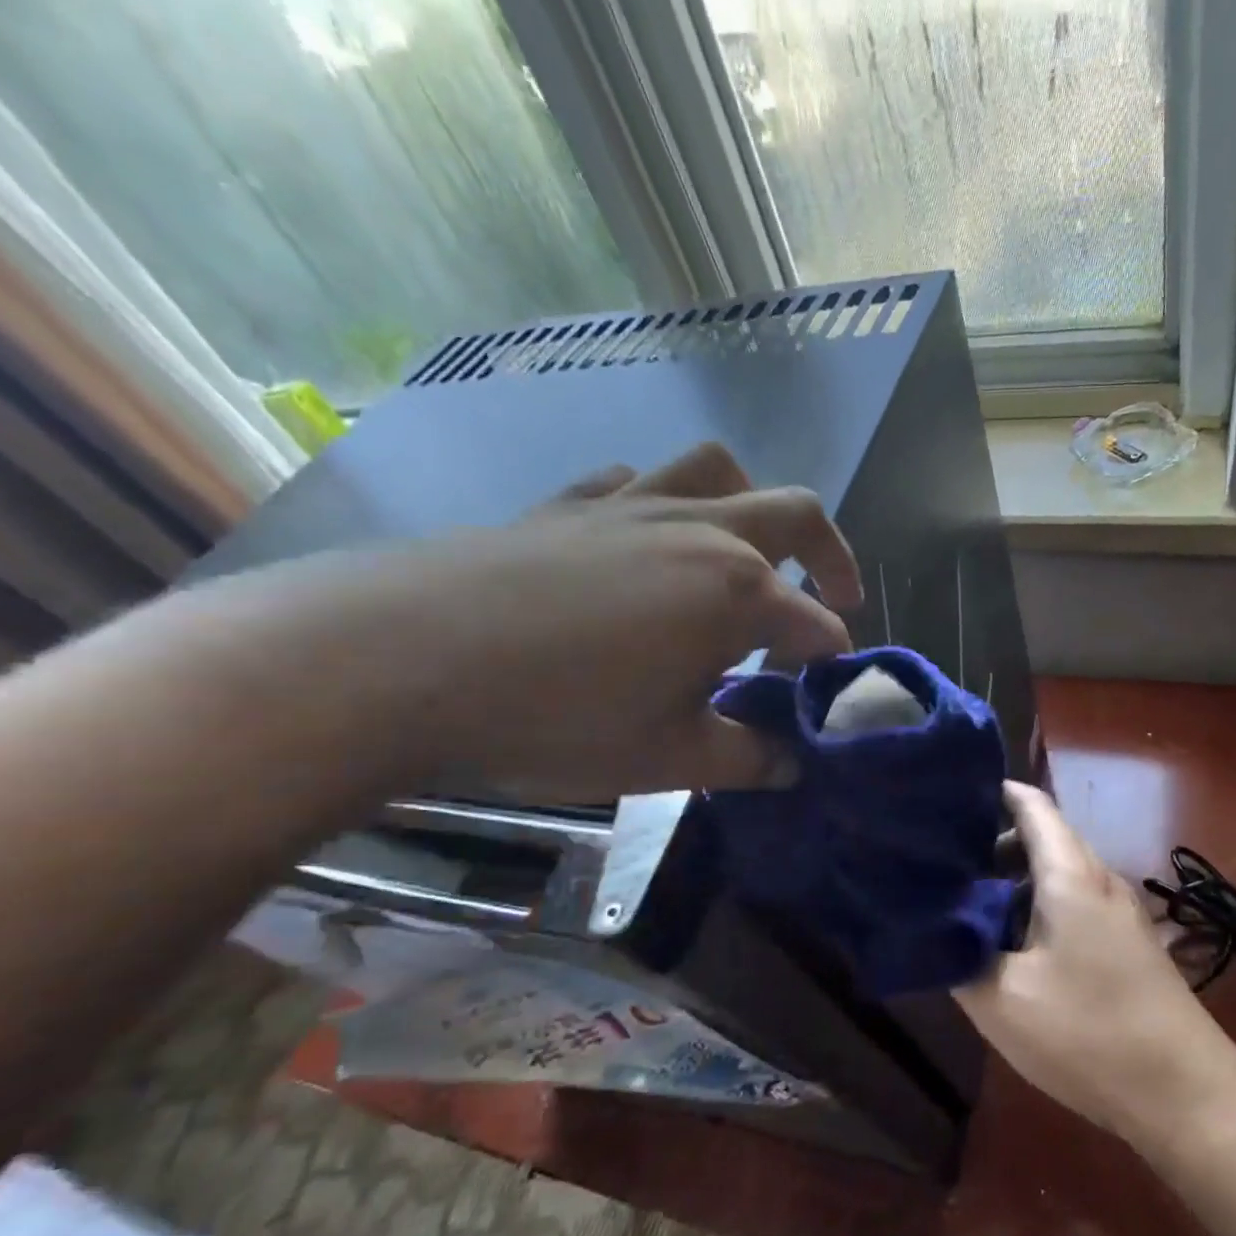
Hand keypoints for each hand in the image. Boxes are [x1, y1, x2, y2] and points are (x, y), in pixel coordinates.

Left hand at [252, 443, 861, 801]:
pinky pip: (636, 481)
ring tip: (748, 552)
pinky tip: (646, 540)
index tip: (827, 696)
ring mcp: (632, 506)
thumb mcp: (671, 759)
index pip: (816, 626)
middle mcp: (701, 531)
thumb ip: (748, 758)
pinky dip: (662, 502)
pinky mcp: (571, 503)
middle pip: (797, 515)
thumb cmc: (559, 718)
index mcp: (739, 592)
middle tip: (837, 599)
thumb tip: (791, 764)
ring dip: (752, 506)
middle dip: (832, 558)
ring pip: (719, 471)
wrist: (398, 663)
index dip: (832, 662)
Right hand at [957, 781, 1235, 1144]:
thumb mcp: (1002, 1000)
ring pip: (1059, 874)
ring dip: (1014, 880)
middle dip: (992, 841)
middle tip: (942, 861)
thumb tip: (932, 926)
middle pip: (1044, 837)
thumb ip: (959, 955)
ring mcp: (1120, 914)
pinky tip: (1012, 944)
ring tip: (968, 903)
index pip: (1032, 805)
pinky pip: (1075, 904)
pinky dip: (1037, 906)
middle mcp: (1100, 881)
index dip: (992, 793)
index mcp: (1071, 876)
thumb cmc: (1089, 1034)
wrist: (1187, 1095)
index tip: (947, 800)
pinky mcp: (1128, 946)